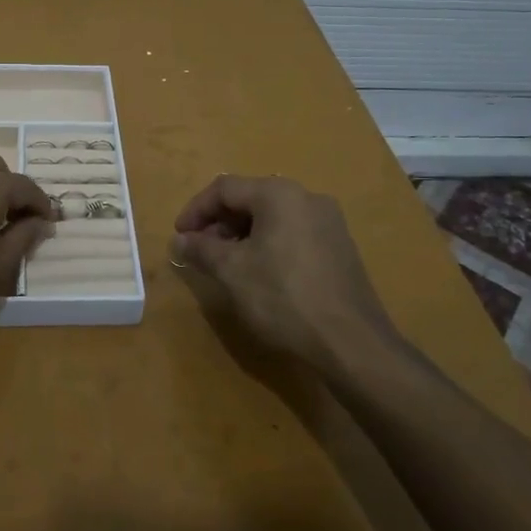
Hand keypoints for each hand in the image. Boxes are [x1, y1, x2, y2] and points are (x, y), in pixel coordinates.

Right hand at [171, 175, 407, 374]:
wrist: (352, 342)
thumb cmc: (284, 297)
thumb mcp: (233, 272)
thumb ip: (202, 249)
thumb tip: (180, 239)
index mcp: (279, 194)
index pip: (224, 188)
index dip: (196, 210)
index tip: (179, 236)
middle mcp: (306, 197)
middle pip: (251, 198)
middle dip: (219, 223)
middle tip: (200, 251)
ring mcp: (329, 222)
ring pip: (273, 217)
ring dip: (243, 234)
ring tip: (226, 264)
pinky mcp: (340, 247)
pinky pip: (293, 233)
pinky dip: (268, 244)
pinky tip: (260, 273)